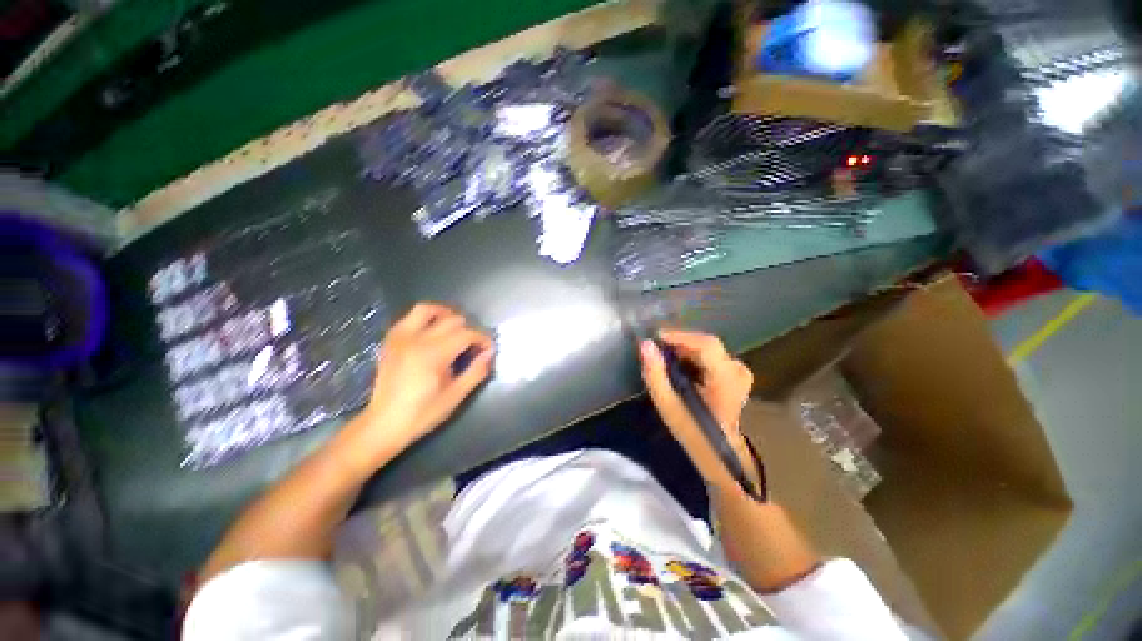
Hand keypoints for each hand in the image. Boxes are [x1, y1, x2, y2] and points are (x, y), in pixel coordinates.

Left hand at [348, 303, 494, 464]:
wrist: (383, 424)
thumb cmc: (423, 413)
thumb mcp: (456, 395)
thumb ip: (476, 371)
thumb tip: (490, 352)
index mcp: (434, 354)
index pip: (467, 333)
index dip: (482, 338)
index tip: (488, 349)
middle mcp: (417, 339)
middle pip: (452, 320)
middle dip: (468, 329)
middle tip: (473, 346)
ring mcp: (400, 337)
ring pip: (426, 309)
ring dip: (445, 315)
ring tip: (454, 329)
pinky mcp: (390, 341)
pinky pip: (409, 317)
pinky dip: (425, 319)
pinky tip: (432, 333)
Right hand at [639, 329, 755, 489]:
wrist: (721, 454)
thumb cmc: (694, 432)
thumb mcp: (668, 406)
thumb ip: (655, 375)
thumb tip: (645, 344)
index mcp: (726, 379)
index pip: (706, 344)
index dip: (679, 335)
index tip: (655, 336)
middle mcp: (737, 370)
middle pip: (705, 344)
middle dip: (679, 343)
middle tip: (657, 350)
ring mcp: (739, 371)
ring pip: (707, 348)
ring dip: (685, 350)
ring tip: (666, 359)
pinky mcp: (735, 373)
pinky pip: (710, 355)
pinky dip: (692, 356)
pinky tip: (681, 367)